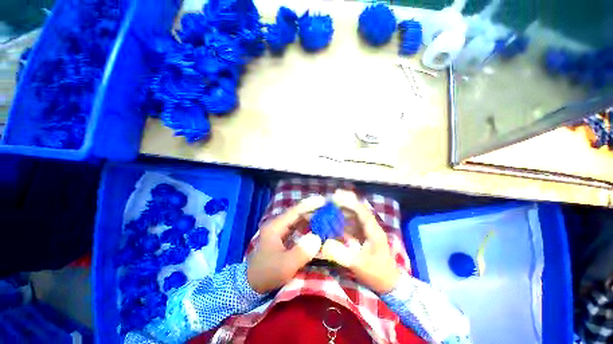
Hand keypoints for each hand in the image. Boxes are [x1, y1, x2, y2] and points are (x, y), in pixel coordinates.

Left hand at [247, 196, 325, 293]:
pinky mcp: (282, 237)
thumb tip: (317, 238)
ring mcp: (279, 230)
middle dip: (312, 211)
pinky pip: (297, 228)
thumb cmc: (267, 273)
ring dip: (310, 218)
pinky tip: (315, 228)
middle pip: (297, 214)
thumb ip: (301, 251)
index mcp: (275, 227)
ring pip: (297, 220)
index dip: (309, 205)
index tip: (322, 200)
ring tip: (324, 217)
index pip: (294, 211)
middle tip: (327, 210)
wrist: (251, 285)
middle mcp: (277, 225)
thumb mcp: (285, 265)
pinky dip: (307, 226)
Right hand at [321, 190, 399, 293]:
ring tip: (332, 205)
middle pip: (359, 209)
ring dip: (345, 209)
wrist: (389, 284)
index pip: (362, 211)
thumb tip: (325, 244)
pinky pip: (354, 223)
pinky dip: (345, 218)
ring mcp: (369, 231)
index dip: (349, 203)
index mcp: (374, 231)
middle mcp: (372, 227)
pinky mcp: (365, 235)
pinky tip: (336, 219)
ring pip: (356, 215)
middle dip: (347, 201)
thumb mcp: (359, 265)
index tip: (336, 198)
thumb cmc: (376, 274)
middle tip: (333, 197)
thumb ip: (342, 254)